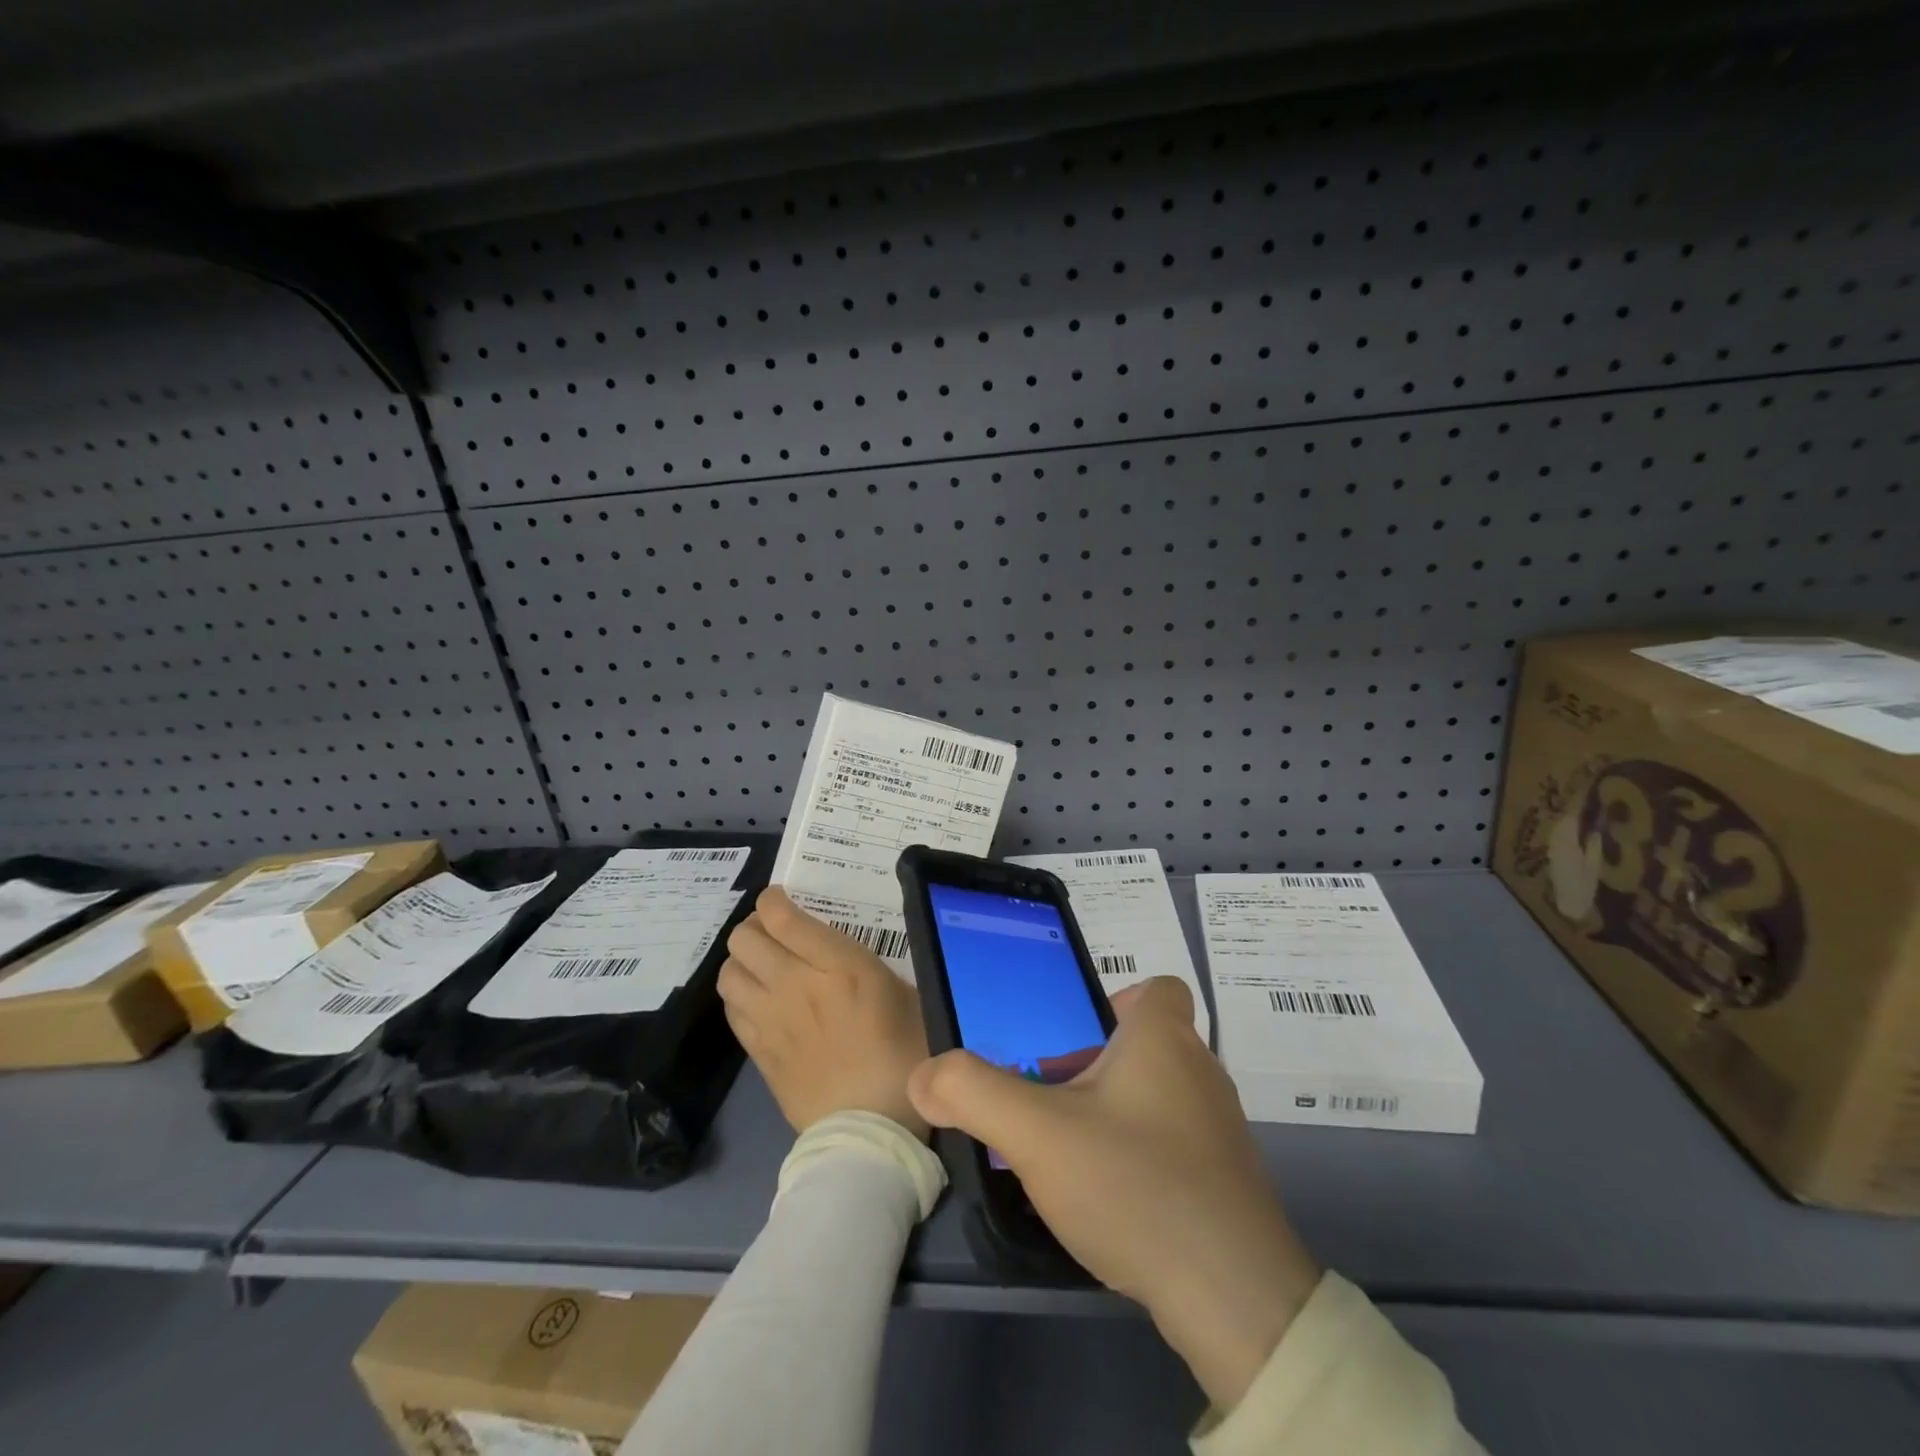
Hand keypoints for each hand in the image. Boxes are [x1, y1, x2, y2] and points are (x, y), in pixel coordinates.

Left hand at [719, 887, 928, 1138]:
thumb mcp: (904, 995)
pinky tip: (759, 1001)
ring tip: (763, 965)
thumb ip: (869, 965)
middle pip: (745, 938)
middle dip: (755, 927)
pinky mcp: (757, 1052)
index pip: (783, 917)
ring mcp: (770, 1020)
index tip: (781, 900)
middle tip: (774, 933)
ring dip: (742, 960)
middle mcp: (794, 985)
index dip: (773, 900)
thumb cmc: (903, 1055)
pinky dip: (739, 995)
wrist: (870, 1129)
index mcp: (838, 966)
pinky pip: (731, 1008)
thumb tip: (843, 950)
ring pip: (729, 971)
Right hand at [908, 977, 1318, 1410]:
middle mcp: (1202, 1071)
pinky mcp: (1228, 1181)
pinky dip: (1140, 1155)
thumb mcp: (1036, 1133)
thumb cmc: (1134, 1185)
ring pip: (1157, 1096)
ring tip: (1071, 1156)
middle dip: (1094, 1067)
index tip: (1076, 1039)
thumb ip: (972, 1092)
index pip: (1158, 988)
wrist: (1235, 1300)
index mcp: (1164, 1039)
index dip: (1117, 1002)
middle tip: (1050, 1104)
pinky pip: (1174, 1144)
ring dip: (1112, 1113)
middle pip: (1144, 1045)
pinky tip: (1112, 1199)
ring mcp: (1221, 1129)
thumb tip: (926, 1074)